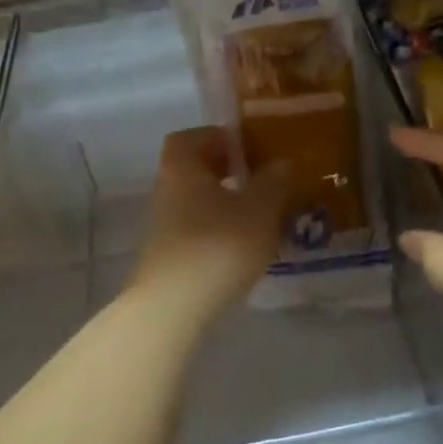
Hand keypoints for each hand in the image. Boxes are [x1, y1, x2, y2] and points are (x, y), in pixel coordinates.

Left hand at [130, 128, 291, 318]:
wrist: (174, 307)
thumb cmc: (219, 244)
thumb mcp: (260, 209)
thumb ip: (273, 182)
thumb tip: (280, 163)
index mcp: (182, 166)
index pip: (191, 137)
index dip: (218, 138)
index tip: (247, 149)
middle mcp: (165, 190)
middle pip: (193, 170)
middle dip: (225, 171)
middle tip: (259, 181)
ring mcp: (162, 225)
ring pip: (195, 202)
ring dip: (223, 203)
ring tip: (259, 216)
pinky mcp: (167, 256)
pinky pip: (194, 230)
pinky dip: (216, 230)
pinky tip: (242, 247)